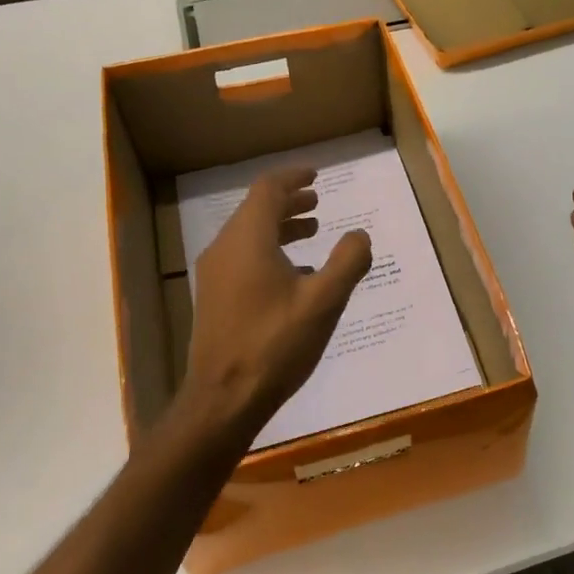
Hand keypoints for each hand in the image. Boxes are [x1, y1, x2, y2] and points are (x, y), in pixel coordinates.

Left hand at [180, 168, 371, 442]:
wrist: (223, 399)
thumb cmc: (275, 344)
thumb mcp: (324, 301)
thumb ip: (348, 262)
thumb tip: (359, 235)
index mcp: (248, 240)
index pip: (268, 190)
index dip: (294, 177)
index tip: (316, 174)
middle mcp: (225, 249)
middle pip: (256, 210)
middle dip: (289, 202)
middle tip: (317, 201)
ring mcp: (214, 275)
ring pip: (248, 235)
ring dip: (280, 227)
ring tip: (311, 232)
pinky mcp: (214, 298)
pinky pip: (242, 258)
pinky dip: (269, 251)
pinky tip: (294, 274)